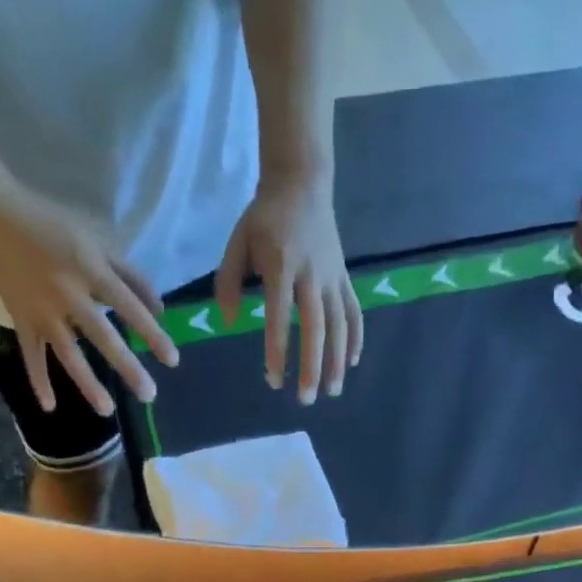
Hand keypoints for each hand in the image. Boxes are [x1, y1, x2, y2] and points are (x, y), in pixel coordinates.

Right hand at [0, 185, 178, 413]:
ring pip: (68, 353)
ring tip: (107, 410)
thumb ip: (130, 276)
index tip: (172, 360)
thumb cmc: (53, 228)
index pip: (128, 307)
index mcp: (90, 270)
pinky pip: (31, 355)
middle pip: (102, 336)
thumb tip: (160, 310)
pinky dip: (38, 380)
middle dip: (127, 366)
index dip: (151, 333)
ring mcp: (42, 311)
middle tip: (148, 394)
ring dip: (88, 383)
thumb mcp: (96, 241)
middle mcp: (68, 294)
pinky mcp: (21, 320)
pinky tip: (49, 407)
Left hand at [215, 170, 362, 403]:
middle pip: (316, 327)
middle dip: (313, 366)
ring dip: (337, 361)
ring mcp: (333, 277)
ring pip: (339, 325)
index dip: (278, 350)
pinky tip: (351, 363)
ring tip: (332, 391)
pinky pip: (354, 312)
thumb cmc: (265, 217)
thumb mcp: (237, 241)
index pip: (280, 315)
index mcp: (281, 265)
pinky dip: (355, 338)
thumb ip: (228, 281)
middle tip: (306, 399)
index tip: (274, 380)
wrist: (303, 183)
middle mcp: (311, 274)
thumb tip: (227, 321)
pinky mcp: (345, 278)